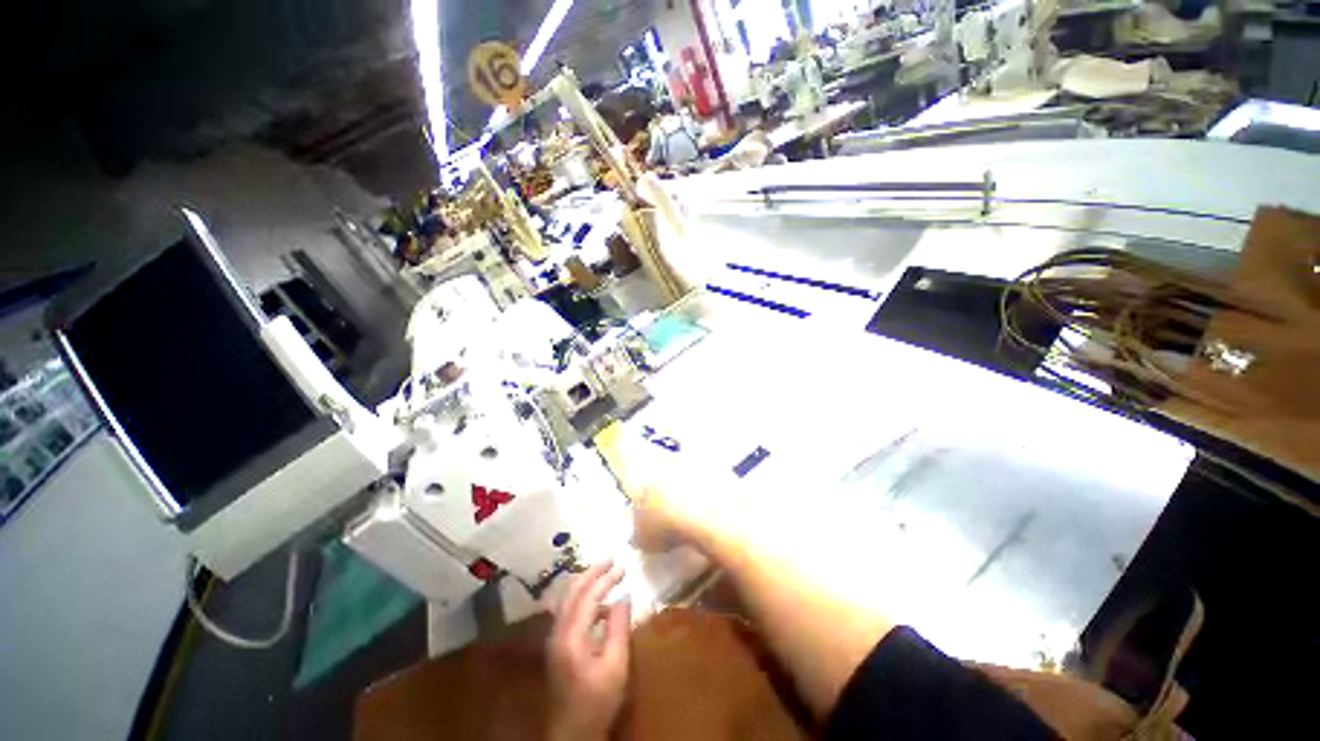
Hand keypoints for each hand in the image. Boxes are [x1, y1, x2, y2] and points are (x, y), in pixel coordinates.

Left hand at [547, 562, 631, 740]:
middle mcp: (557, 632)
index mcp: (571, 638)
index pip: (587, 597)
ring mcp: (554, 638)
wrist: (572, 732)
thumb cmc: (597, 701)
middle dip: (591, 572)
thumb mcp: (615, 667)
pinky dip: (582, 597)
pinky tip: (597, 601)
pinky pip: (567, 610)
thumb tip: (624, 596)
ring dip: (585, 582)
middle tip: (610, 559)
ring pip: (567, 599)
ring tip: (604, 572)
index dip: (605, 579)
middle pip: (571, 592)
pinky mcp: (557, 645)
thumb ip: (618, 628)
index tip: (622, 566)